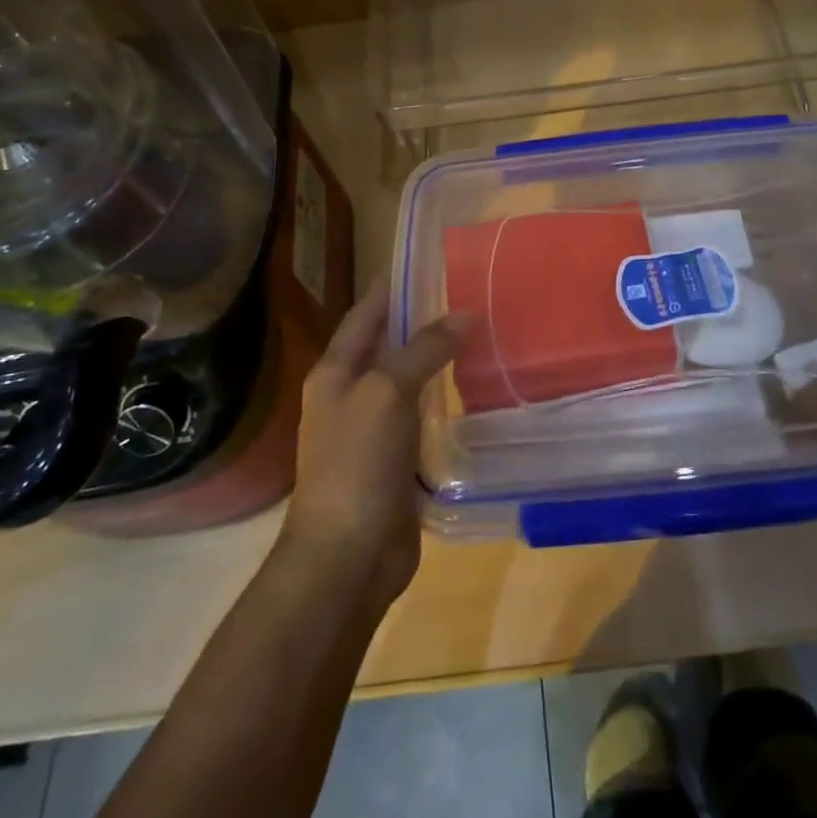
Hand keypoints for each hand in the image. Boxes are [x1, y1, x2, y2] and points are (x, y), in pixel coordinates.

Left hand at [278, 280, 459, 613]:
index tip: (428, 259)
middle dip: (423, 319)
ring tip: (480, 334)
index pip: (366, 313)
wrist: (345, 558)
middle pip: (389, 344)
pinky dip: (445, 399)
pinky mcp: (396, 461)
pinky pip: (422, 417)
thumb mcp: (387, 392)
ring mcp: (373, 430)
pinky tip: (475, 389)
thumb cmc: (357, 463)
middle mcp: (351, 394)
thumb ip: (425, 349)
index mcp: (336, 371)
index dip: (393, 285)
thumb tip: (466, 315)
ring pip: (409, 381)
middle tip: (468, 294)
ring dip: (438, 360)